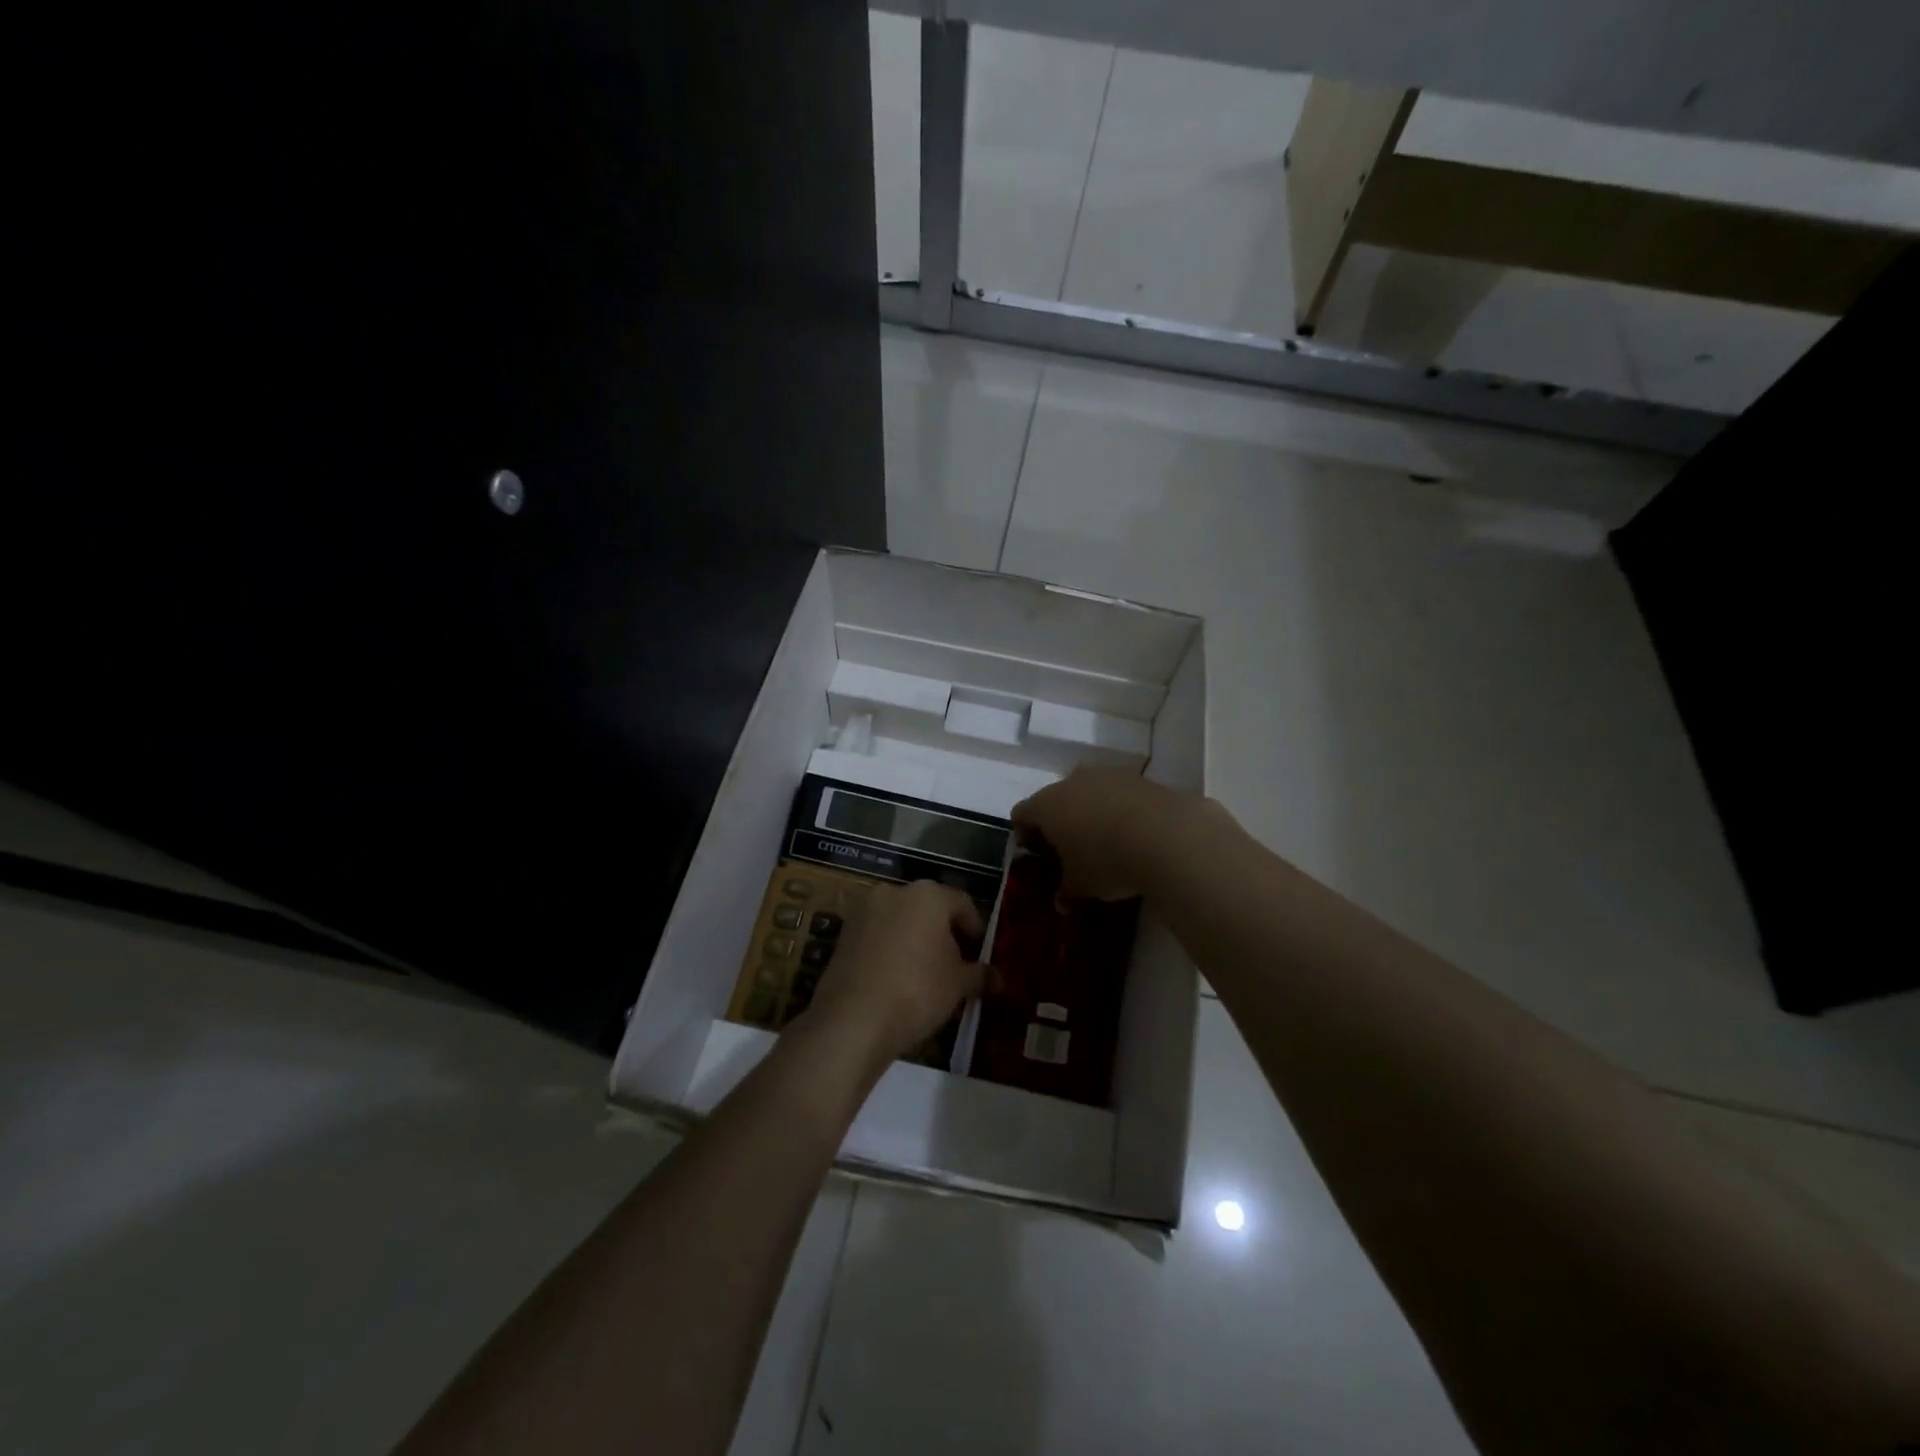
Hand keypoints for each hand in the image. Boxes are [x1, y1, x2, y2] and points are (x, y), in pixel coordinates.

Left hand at [805, 879, 984, 1065]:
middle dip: (943, 933)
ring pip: (900, 920)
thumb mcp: (958, 984)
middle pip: (928, 908)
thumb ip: (979, 975)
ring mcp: (864, 911)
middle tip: (954, 964)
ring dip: (914, 940)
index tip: (978, 953)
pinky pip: (877, 935)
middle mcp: (894, 892)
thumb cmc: (917, 990)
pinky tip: (896, 978)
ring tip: (924, 973)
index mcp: (927, 894)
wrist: (853, 1019)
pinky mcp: (843, 933)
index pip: (961, 903)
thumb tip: (1000, 979)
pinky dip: (889, 949)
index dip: (974, 929)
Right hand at [1012, 768, 1228, 901]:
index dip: (1023, 834)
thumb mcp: (1081, 884)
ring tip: (1105, 841)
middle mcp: (1072, 781)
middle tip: (1069, 849)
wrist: (1167, 836)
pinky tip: (1133, 834)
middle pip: (1055, 798)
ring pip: (1089, 792)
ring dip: (1091, 812)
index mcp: (1047, 804)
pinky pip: (1120, 794)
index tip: (1034, 854)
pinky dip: (1120, 810)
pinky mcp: (1140, 778)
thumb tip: (1061, 902)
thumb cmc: (1107, 861)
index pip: (1021, 813)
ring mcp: (1108, 775)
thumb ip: (1066, 890)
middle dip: (1059, 821)